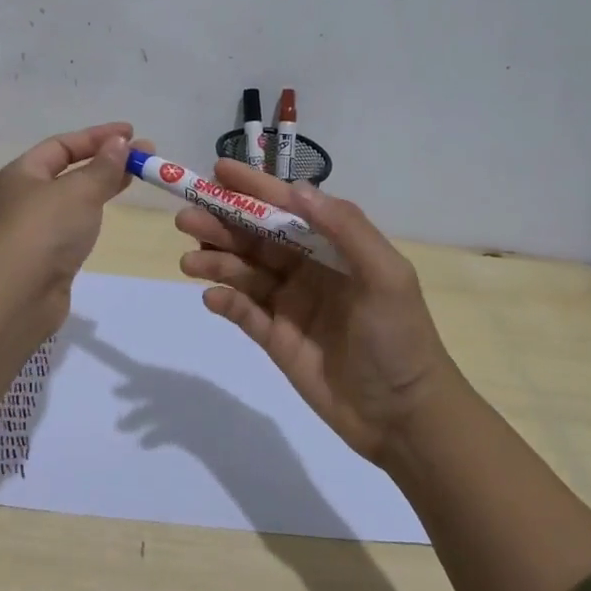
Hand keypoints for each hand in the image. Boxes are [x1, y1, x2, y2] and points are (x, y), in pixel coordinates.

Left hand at [0, 122, 139, 335]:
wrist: (19, 295)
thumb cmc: (46, 230)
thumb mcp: (79, 190)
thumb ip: (103, 166)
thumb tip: (119, 143)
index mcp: (21, 173)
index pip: (62, 145)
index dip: (97, 136)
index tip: (132, 134)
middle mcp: (22, 197)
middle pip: (68, 170)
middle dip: (106, 160)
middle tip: (144, 157)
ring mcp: (32, 229)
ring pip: (72, 198)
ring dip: (101, 185)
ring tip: (134, 178)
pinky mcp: (44, 256)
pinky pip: (72, 224)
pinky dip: (92, 212)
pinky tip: (109, 212)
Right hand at [175, 161, 454, 463]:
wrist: (404, 417)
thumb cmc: (399, 338)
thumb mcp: (386, 276)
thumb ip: (345, 228)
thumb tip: (297, 190)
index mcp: (333, 247)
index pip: (287, 208)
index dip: (253, 189)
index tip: (218, 172)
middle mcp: (307, 268)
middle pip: (255, 237)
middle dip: (221, 223)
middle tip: (186, 218)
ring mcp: (289, 304)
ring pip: (243, 272)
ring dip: (215, 260)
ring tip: (190, 261)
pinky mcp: (276, 339)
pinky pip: (243, 312)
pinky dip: (225, 301)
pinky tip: (213, 298)